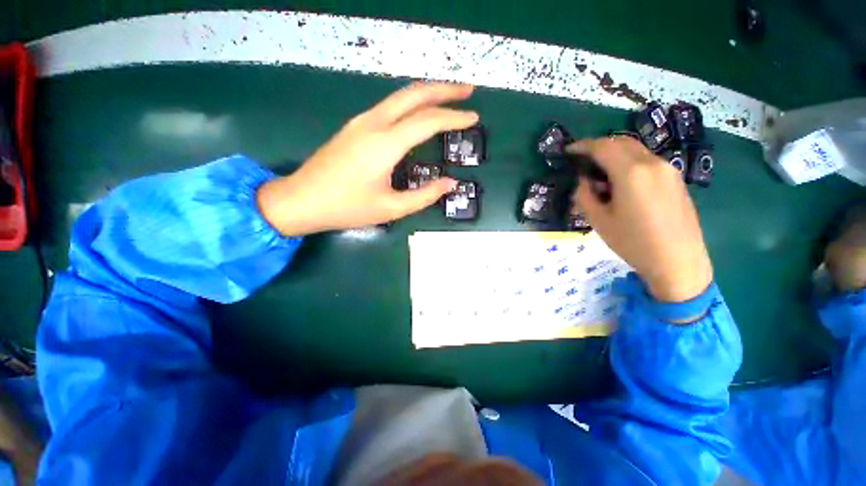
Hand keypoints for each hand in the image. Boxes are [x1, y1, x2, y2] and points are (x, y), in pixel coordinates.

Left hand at [257, 83, 477, 235]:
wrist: (301, 200)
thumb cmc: (347, 207)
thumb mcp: (391, 208)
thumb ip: (425, 195)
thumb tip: (450, 183)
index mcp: (385, 144)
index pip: (428, 121)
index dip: (453, 117)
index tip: (473, 117)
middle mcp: (374, 124)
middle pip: (414, 94)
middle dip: (444, 89)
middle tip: (467, 91)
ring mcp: (361, 122)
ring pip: (400, 96)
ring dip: (427, 93)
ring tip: (448, 98)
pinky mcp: (355, 126)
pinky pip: (389, 106)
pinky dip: (410, 103)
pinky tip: (418, 113)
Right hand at [567, 137, 712, 301]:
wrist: (678, 262)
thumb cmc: (633, 243)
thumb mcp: (598, 220)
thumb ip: (585, 195)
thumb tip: (585, 181)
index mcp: (631, 172)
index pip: (603, 147)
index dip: (582, 145)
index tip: (568, 150)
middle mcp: (652, 163)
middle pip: (621, 143)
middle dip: (599, 147)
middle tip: (582, 161)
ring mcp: (668, 170)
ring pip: (636, 151)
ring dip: (614, 155)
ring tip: (600, 176)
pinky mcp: (676, 179)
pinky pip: (647, 161)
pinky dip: (629, 163)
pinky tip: (621, 184)